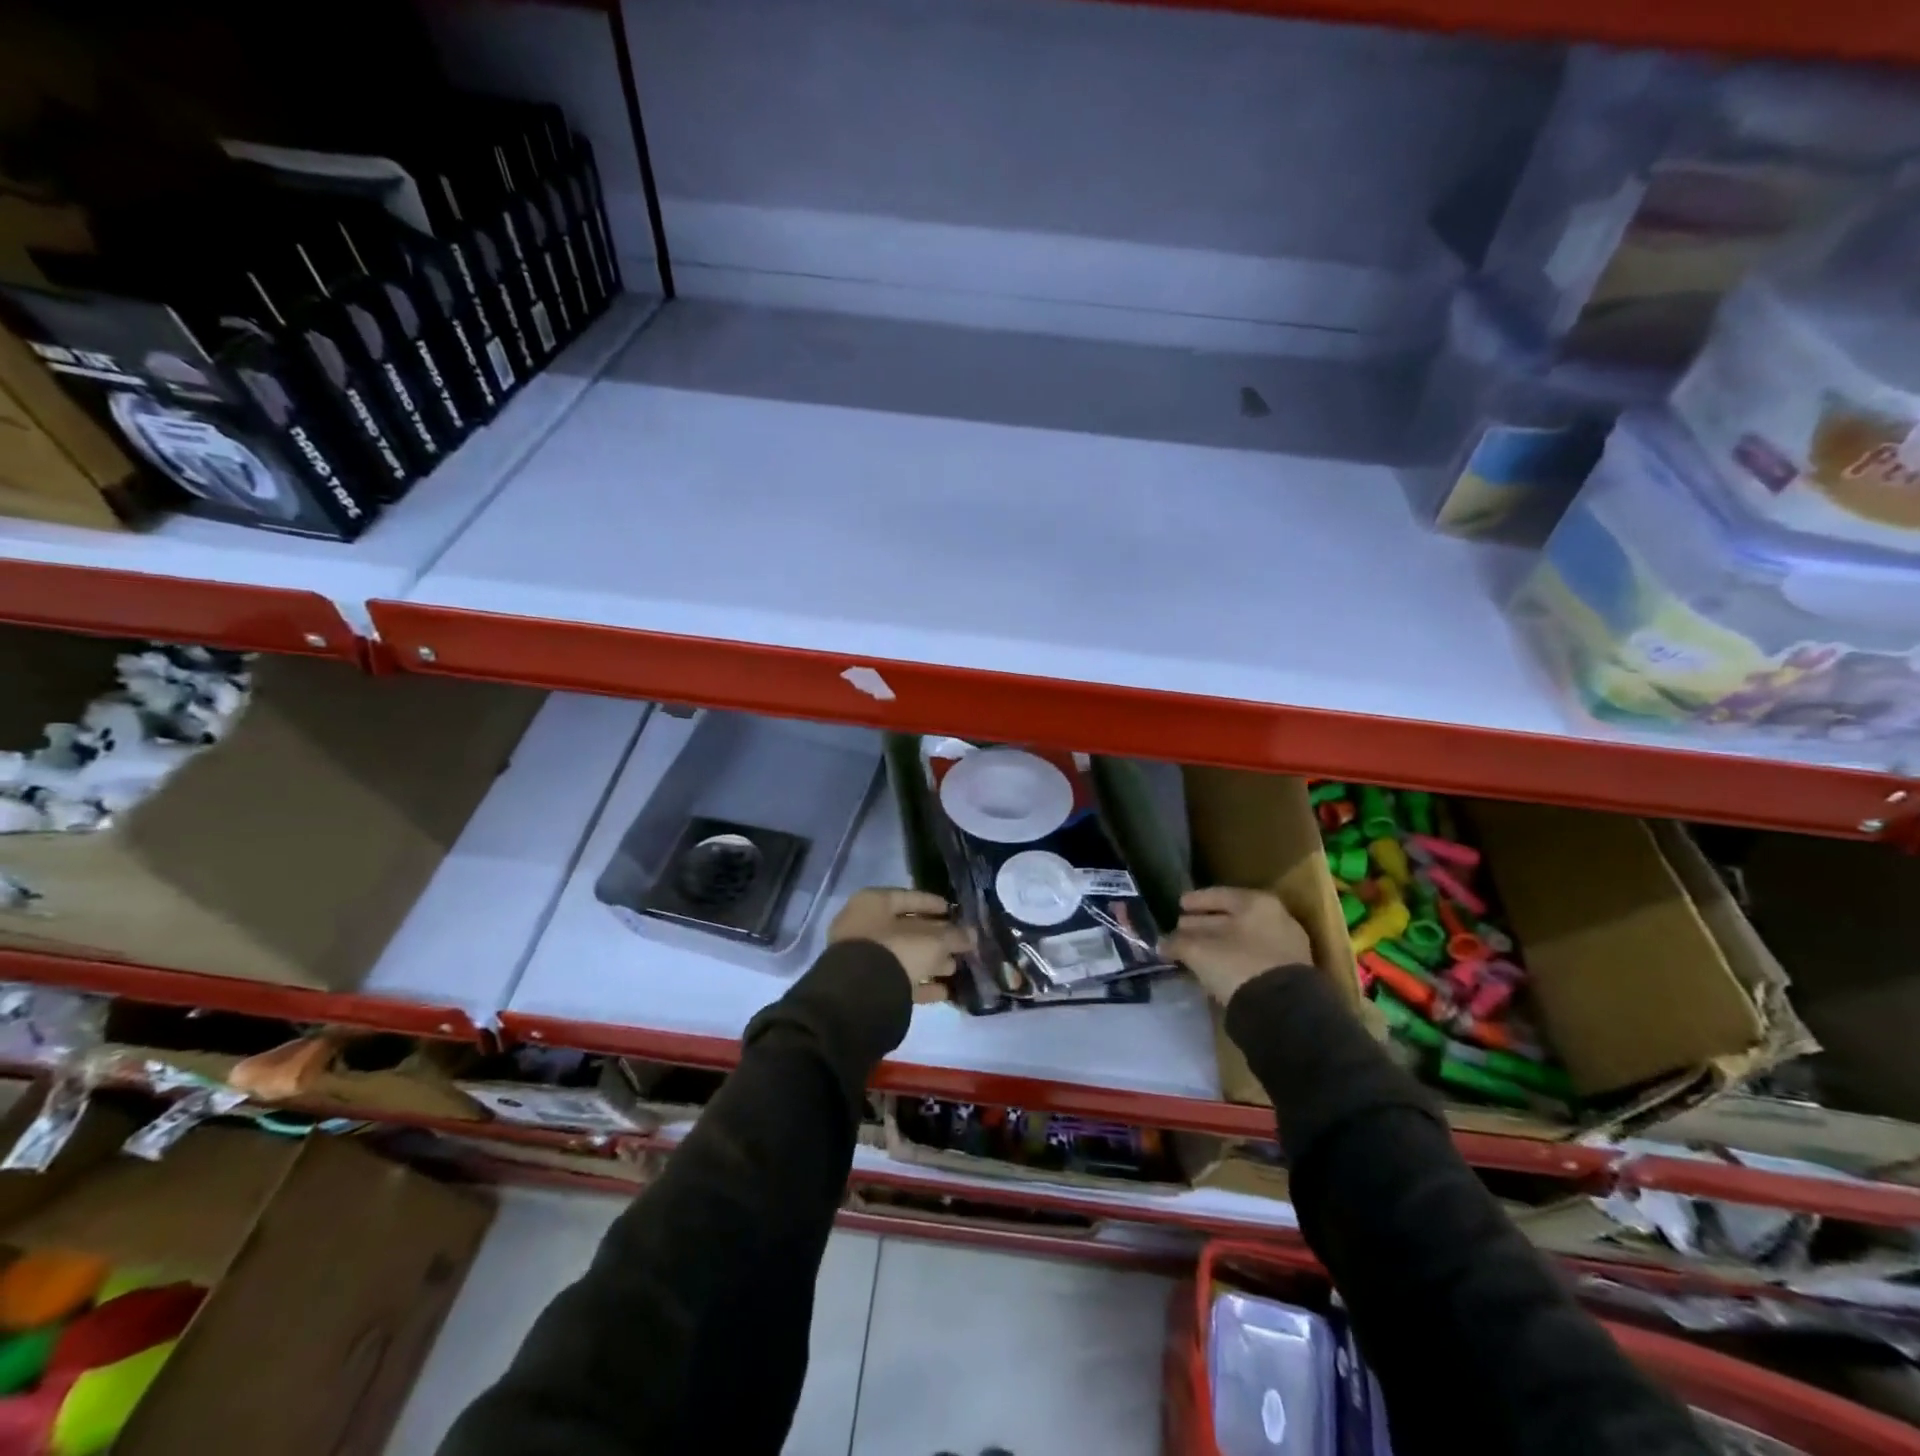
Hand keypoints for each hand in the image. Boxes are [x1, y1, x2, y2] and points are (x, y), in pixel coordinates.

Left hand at [829, 888, 971, 1003]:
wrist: (861, 996)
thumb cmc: (896, 951)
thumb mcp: (932, 941)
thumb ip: (954, 936)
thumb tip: (972, 935)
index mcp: (873, 903)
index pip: (908, 897)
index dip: (933, 904)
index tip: (954, 911)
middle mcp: (863, 925)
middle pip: (907, 929)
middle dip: (935, 938)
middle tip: (960, 944)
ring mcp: (862, 957)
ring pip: (903, 956)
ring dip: (930, 962)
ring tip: (955, 969)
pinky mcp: (866, 985)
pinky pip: (898, 980)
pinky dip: (920, 985)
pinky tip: (944, 992)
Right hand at [1161, 886, 1312, 1004]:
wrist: (1282, 1009)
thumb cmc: (1237, 965)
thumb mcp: (1198, 951)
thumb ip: (1178, 943)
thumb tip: (1162, 944)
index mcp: (1255, 902)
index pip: (1218, 895)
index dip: (1195, 901)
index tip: (1179, 905)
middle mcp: (1275, 917)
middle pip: (1231, 916)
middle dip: (1205, 923)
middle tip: (1182, 930)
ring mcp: (1286, 945)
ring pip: (1243, 938)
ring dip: (1219, 944)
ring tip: (1197, 952)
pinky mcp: (1290, 972)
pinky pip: (1253, 957)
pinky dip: (1235, 959)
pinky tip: (1219, 968)